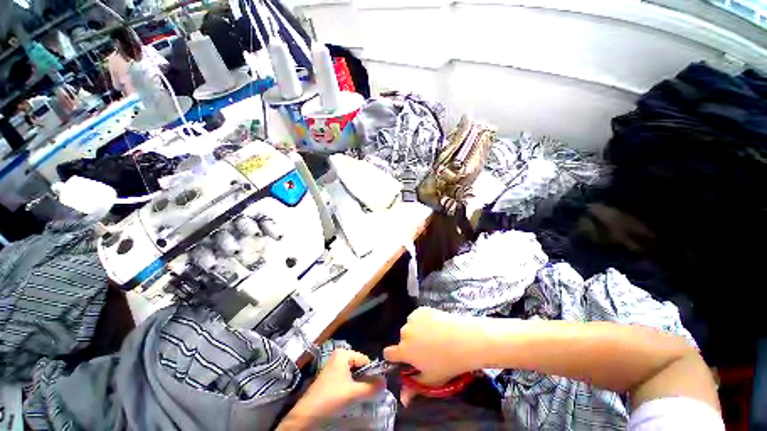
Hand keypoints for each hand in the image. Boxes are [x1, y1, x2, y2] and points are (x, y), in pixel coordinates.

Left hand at [280, 350, 384, 429]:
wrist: (307, 414)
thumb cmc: (331, 397)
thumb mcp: (354, 393)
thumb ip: (371, 387)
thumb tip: (385, 382)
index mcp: (343, 353)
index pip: (365, 359)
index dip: (372, 372)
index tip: (376, 386)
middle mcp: (338, 355)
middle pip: (359, 366)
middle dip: (365, 379)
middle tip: (368, 392)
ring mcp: (333, 366)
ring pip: (353, 373)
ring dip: (358, 384)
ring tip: (360, 396)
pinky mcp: (329, 377)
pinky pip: (346, 378)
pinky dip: (350, 386)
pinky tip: (350, 397)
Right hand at [384, 307, 487, 386]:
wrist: (464, 340)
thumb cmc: (447, 363)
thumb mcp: (431, 380)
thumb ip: (414, 388)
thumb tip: (403, 399)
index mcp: (404, 350)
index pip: (388, 353)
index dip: (394, 357)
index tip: (403, 359)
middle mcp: (405, 332)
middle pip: (402, 339)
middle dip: (410, 344)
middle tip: (426, 349)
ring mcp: (413, 318)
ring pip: (410, 327)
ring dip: (416, 331)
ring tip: (433, 336)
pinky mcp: (422, 309)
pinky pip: (417, 316)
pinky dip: (423, 320)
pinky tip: (435, 325)